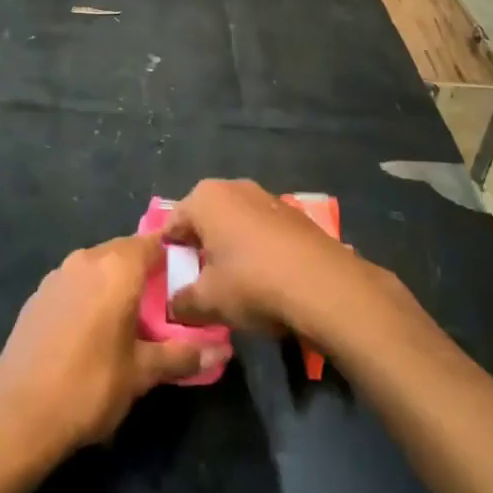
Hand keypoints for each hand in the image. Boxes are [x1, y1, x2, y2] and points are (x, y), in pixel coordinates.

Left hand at [0, 234, 228, 462]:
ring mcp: (57, 275)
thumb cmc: (90, 387)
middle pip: (124, 252)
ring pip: (97, 266)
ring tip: (128, 321)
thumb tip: (223, 349)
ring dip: (114, 283)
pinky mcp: (37, 295)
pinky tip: (90, 331)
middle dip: (144, 272)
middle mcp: (86, 260)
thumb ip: (183, 355)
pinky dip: (88, 295)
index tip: (187, 279)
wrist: (18, 415)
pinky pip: (74, 283)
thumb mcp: (142, 373)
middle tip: (162, 307)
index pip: (153, 243)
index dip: (172, 256)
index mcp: (116, 268)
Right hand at [162, 179, 370, 337]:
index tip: (170, 282)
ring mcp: (267, 197)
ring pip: (234, 224)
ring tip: (233, 285)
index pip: (171, 224)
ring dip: (229, 249)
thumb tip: (175, 306)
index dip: (167, 255)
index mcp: (205, 198)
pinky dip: (256, 250)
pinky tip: (264, 280)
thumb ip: (182, 302)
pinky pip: (261, 231)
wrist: (325, 286)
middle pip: (204, 220)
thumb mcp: (207, 302)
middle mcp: (234, 187)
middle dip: (199, 249)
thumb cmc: (253, 284)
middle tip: (199, 284)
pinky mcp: (293, 214)